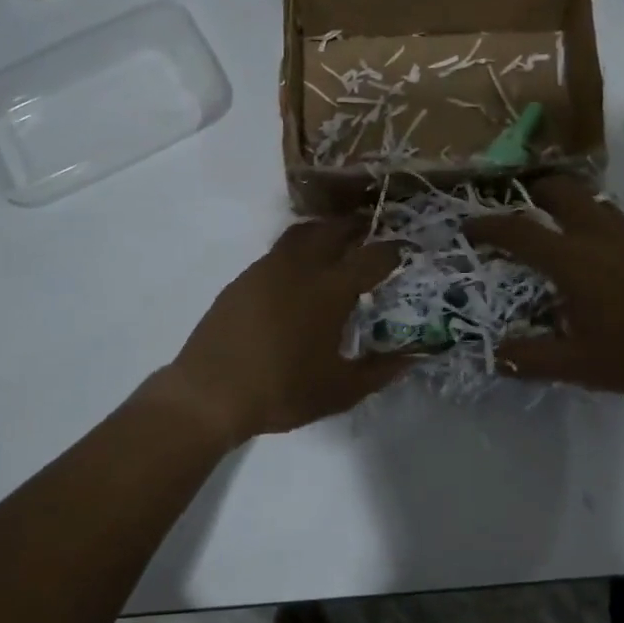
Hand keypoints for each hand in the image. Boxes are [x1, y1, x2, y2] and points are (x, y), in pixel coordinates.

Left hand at [164, 218, 404, 447]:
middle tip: (370, 235)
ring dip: (323, 233)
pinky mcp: (241, 281)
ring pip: (300, 235)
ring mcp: (265, 270)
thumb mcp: (340, 391)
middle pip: (333, 231)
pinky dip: (296, 253)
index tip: (405, 250)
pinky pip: (276, 253)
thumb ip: (380, 371)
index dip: (393, 251)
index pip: (371, 258)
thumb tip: (414, 356)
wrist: (208, 394)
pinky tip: (296, 279)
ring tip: (334, 248)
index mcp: (329, 291)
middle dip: (356, 228)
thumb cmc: (281, 392)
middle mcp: (299, 269)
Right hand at [469, 177, 623, 403]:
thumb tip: (495, 355)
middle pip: (559, 192)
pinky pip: (618, 221)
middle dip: (532, 194)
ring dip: (567, 207)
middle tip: (518, 211)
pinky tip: (605, 259)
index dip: (488, 226)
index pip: (518, 232)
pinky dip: (597, 226)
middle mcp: (600, 235)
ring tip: (558, 231)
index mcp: (573, 261)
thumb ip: (530, 358)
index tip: (468, 226)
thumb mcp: (578, 366)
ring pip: (592, 202)